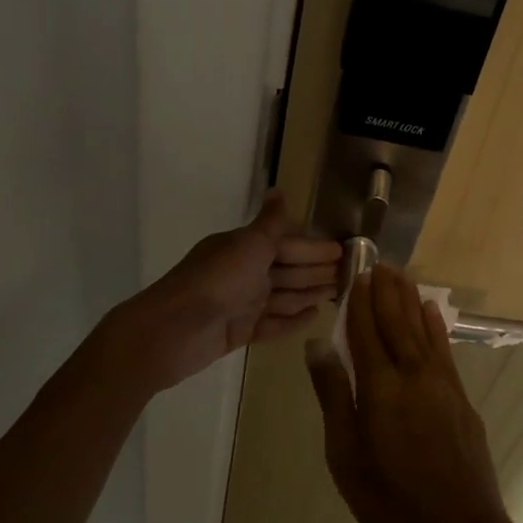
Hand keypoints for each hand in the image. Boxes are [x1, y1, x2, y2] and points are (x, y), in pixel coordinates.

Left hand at [116, 192, 341, 394]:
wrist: (173, 330)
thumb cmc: (216, 281)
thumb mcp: (248, 245)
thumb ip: (270, 223)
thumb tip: (279, 190)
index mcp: (244, 247)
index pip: (287, 243)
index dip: (314, 248)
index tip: (343, 251)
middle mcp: (243, 272)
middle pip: (287, 270)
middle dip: (316, 271)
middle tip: (349, 275)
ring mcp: (240, 303)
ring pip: (283, 296)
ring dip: (308, 294)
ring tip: (337, 295)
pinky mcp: (238, 332)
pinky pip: (272, 324)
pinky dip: (292, 320)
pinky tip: (313, 318)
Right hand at [306, 264, 514, 522]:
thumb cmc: (391, 499)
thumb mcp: (346, 455)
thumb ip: (333, 395)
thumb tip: (317, 345)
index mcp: (380, 386)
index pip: (365, 330)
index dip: (359, 301)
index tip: (356, 273)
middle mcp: (413, 373)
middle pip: (396, 321)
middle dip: (385, 291)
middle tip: (379, 262)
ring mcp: (442, 384)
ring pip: (422, 329)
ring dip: (410, 300)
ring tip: (401, 276)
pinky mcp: (460, 398)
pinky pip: (444, 349)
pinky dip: (436, 326)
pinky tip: (432, 312)